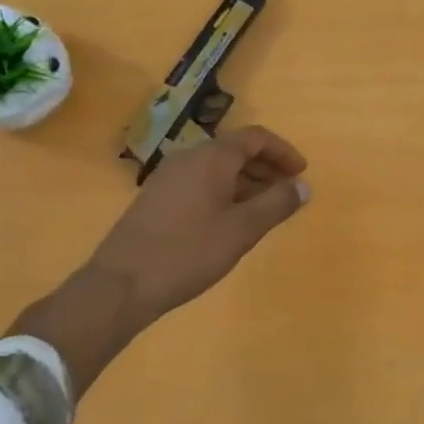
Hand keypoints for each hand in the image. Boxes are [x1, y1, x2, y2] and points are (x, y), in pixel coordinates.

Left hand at [90, 125, 309, 321]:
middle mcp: (189, 158)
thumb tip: (303, 186)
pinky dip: (224, 192)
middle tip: (287, 193)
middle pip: (235, 150)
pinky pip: (200, 182)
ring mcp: (168, 177)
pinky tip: (229, 221)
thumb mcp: (242, 229)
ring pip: (217, 168)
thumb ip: (277, 204)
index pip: (256, 137)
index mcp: (211, 157)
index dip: (282, 152)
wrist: (119, 285)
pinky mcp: (156, 198)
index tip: (301, 173)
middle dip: (266, 168)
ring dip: (245, 182)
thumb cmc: (188, 252)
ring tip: (264, 210)